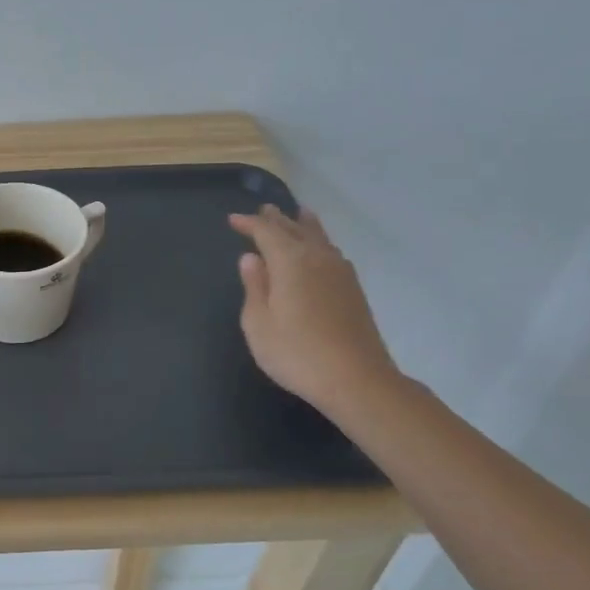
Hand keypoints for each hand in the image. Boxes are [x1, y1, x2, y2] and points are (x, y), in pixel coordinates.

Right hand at [229, 205, 400, 414]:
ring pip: (319, 237)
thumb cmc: (297, 353)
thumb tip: (251, 259)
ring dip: (303, 225)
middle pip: (295, 229)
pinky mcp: (353, 289)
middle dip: (276, 219)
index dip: (248, 224)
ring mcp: (340, 272)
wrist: (356, 380)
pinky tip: (319, 249)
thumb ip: (254, 286)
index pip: (266, 232)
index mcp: (290, 261)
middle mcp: (317, 258)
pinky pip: (331, 251)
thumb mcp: (258, 323)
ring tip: (297, 215)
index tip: (232, 220)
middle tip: (263, 210)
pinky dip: (319, 241)